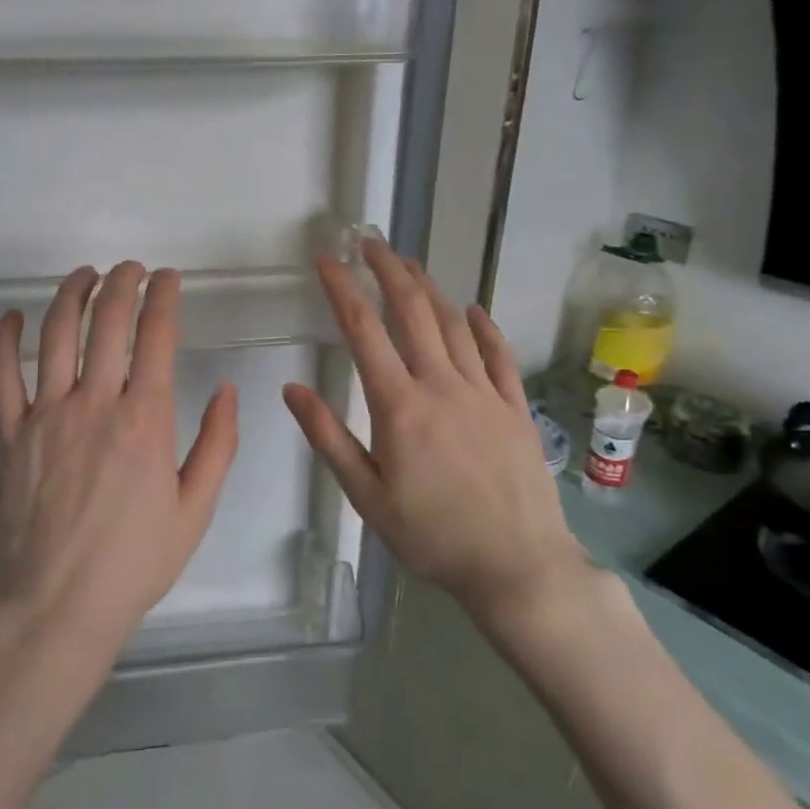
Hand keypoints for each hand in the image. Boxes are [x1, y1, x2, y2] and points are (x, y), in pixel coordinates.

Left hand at [0, 262, 238, 662]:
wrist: (58, 604)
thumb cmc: (134, 561)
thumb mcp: (196, 510)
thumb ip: (217, 445)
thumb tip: (226, 391)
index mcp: (145, 420)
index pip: (157, 335)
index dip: (164, 297)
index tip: (168, 277)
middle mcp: (95, 403)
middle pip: (107, 321)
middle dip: (122, 282)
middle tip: (131, 269)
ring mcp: (46, 414)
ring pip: (56, 333)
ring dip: (72, 294)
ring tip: (86, 275)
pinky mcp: (11, 432)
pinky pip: (2, 374)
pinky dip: (4, 339)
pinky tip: (13, 317)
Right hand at [282, 239, 585, 627]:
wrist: (518, 567)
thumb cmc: (432, 536)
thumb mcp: (366, 496)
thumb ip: (328, 438)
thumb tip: (292, 390)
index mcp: (399, 406)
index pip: (364, 331)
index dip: (342, 288)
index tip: (327, 259)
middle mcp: (442, 385)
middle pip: (412, 311)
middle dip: (388, 270)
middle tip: (370, 242)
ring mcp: (484, 393)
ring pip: (453, 324)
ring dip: (429, 288)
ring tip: (409, 264)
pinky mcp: (515, 407)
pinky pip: (499, 355)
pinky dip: (483, 327)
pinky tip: (473, 309)